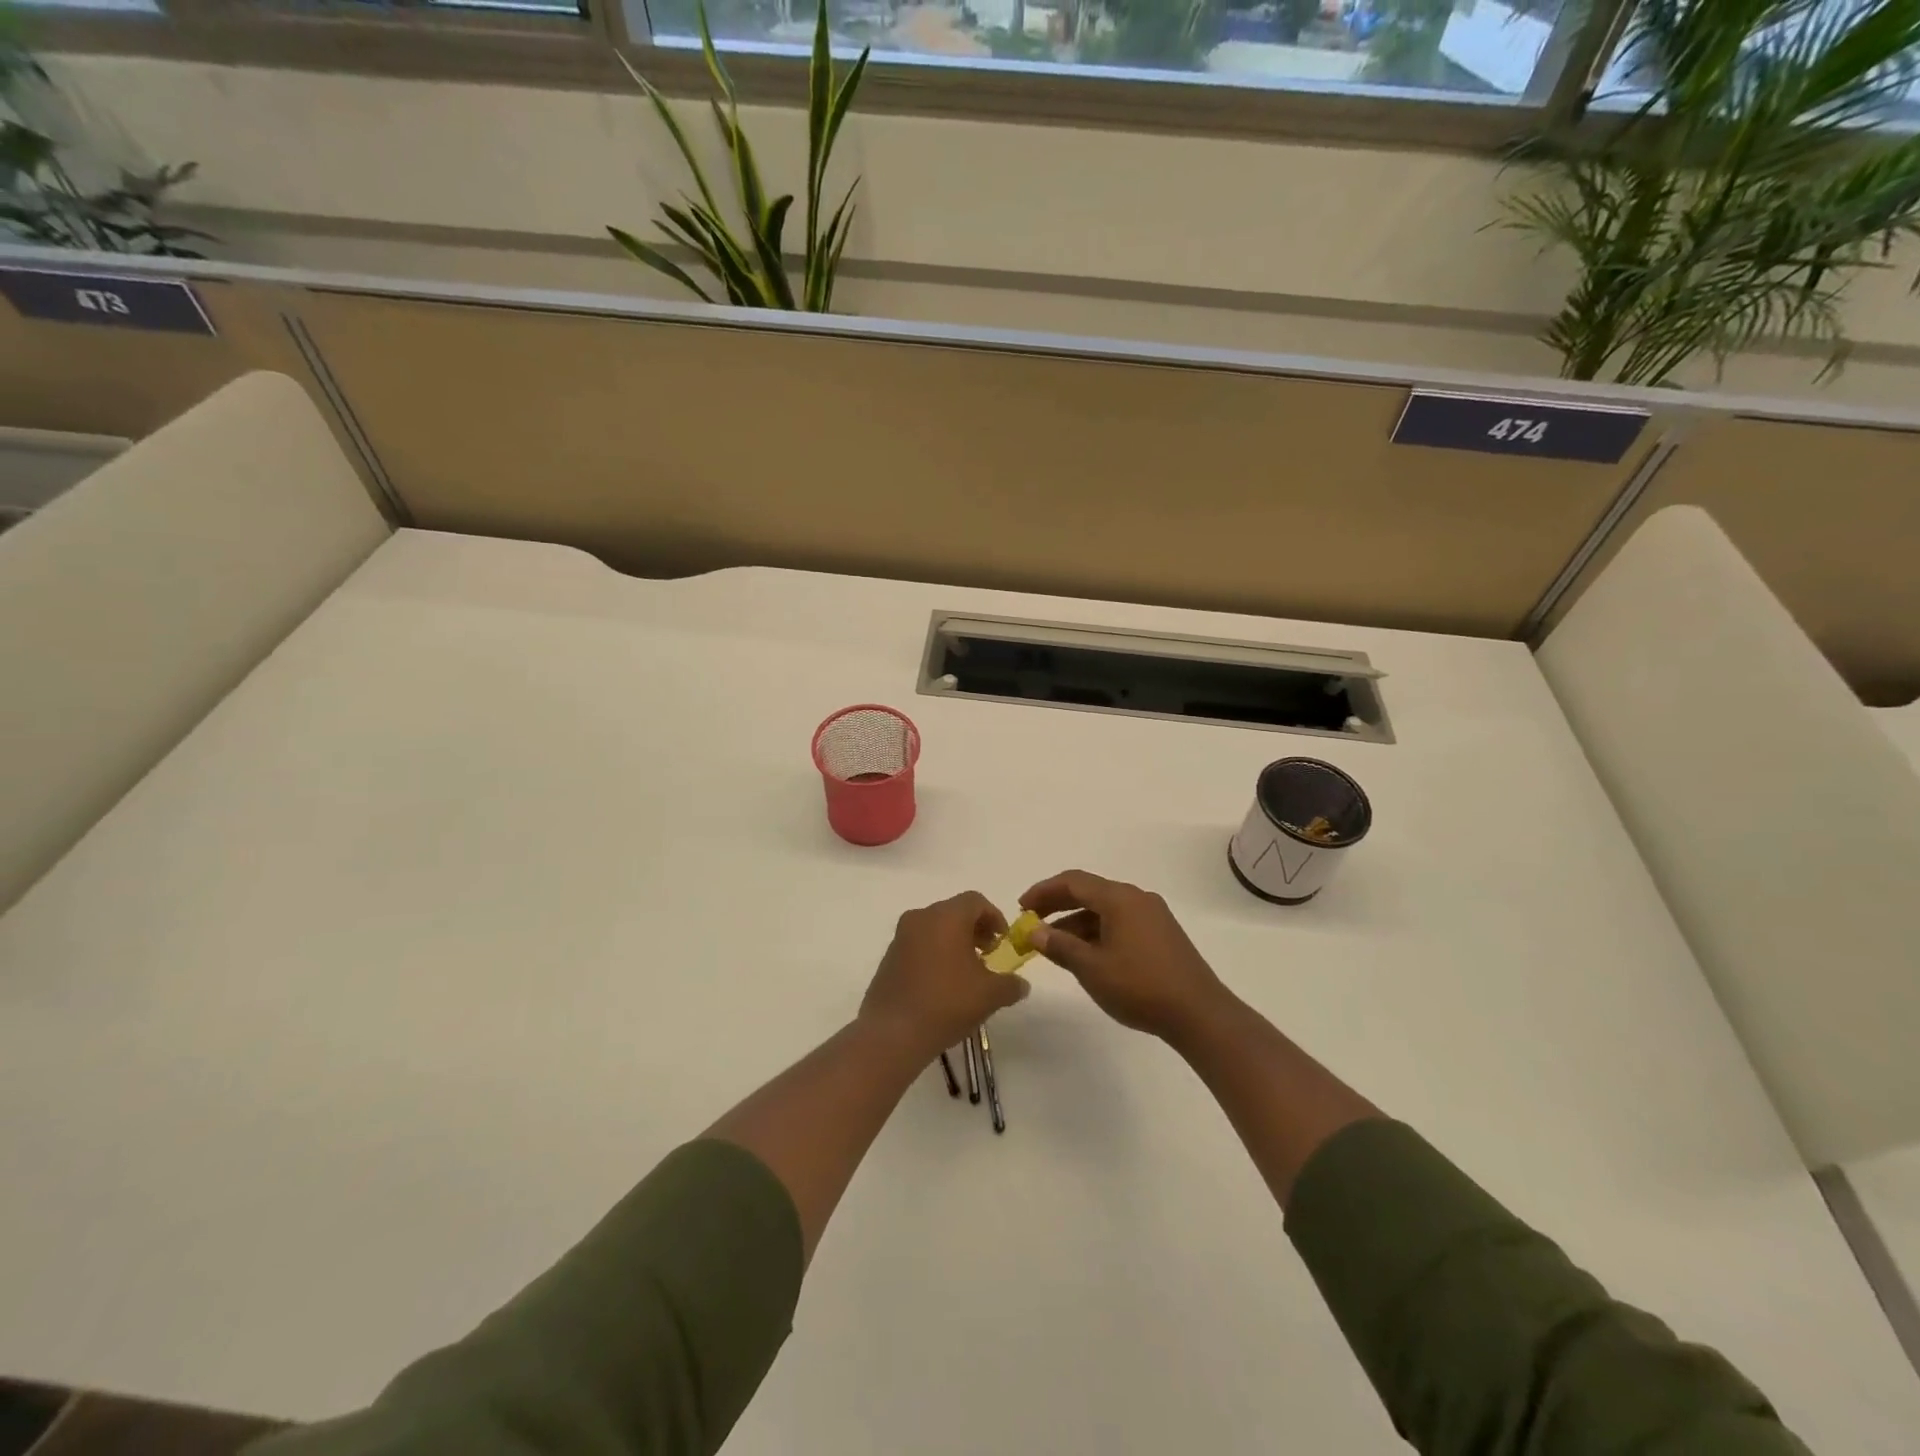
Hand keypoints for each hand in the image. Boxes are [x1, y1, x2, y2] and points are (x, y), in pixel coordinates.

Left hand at [860, 891, 1029, 1056]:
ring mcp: (900, 936)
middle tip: (988, 955)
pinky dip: (934, 953)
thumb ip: (1011, 984)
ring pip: (935, 927)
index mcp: (946, 916)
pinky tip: (942, 983)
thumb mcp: (990, 995)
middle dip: (975, 929)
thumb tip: (1021, 984)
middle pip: (954, 911)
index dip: (995, 917)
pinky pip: (918, 944)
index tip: (1003, 942)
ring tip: (967, 972)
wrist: (893, 1033)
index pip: (976, 901)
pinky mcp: (888, 957)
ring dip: (954, 941)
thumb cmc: (947, 1003)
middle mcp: (921, 917)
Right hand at [1020, 870, 1228, 1042]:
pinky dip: (1097, 932)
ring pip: (1105, 909)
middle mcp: (1137, 898)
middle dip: (1057, 905)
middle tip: (1032, 923)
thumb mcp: (1091, 968)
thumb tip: (1033, 931)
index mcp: (1119, 898)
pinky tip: (1086, 955)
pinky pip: (1120, 922)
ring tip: (1054, 945)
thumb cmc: (1140, 986)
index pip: (1073, 882)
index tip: (1021, 908)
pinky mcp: (1161, 934)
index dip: (1043, 891)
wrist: (1199, 1013)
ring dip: (1076, 922)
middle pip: (1089, 892)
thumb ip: (1059, 945)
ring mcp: (1152, 916)